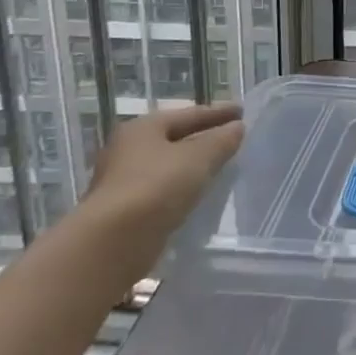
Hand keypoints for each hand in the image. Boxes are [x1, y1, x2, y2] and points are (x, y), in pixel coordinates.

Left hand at [83, 102, 243, 231]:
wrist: (112, 243)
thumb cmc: (157, 187)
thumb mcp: (199, 158)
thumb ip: (221, 140)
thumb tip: (236, 128)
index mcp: (143, 128)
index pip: (189, 114)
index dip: (219, 112)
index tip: (243, 112)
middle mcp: (127, 149)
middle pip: (174, 138)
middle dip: (203, 137)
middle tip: (231, 137)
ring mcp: (121, 181)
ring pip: (168, 165)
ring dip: (192, 164)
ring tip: (219, 166)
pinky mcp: (123, 210)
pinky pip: (161, 189)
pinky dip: (181, 187)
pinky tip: (198, 194)